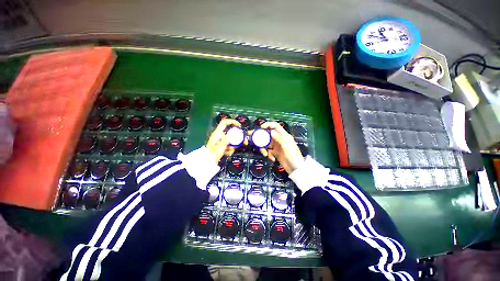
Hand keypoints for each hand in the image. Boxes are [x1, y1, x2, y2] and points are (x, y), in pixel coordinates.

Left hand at [206, 119, 241, 163]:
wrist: (208, 162)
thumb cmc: (213, 154)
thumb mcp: (221, 146)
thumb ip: (228, 139)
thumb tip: (234, 133)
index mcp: (217, 133)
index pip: (225, 122)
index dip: (232, 122)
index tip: (239, 126)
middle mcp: (219, 135)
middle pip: (231, 133)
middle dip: (237, 138)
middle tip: (244, 142)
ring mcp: (221, 141)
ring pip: (231, 140)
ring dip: (233, 146)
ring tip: (229, 151)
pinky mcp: (222, 146)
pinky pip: (229, 145)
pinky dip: (230, 149)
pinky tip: (227, 153)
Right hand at [257, 122, 304, 173]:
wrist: (295, 168)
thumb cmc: (292, 155)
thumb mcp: (286, 144)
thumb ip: (278, 137)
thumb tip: (270, 130)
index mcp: (283, 135)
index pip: (275, 126)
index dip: (268, 125)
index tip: (260, 127)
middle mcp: (279, 139)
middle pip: (268, 135)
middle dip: (260, 136)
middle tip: (252, 137)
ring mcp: (276, 146)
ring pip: (266, 143)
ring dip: (264, 148)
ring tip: (265, 154)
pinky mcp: (275, 153)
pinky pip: (268, 151)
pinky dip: (268, 154)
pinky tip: (272, 158)